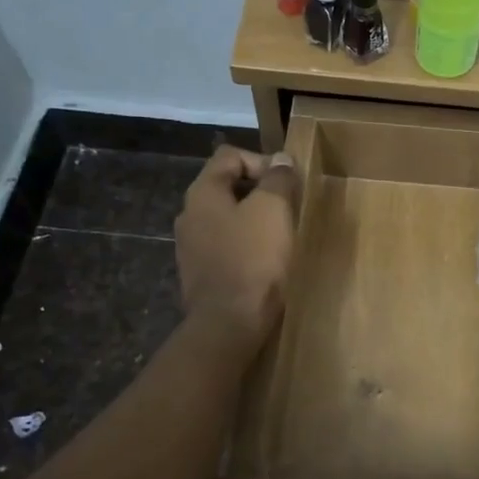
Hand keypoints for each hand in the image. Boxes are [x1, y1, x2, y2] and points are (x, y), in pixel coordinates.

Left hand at [174, 145, 299, 349]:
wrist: (229, 323)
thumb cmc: (253, 259)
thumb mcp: (273, 210)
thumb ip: (278, 179)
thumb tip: (281, 159)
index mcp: (203, 192)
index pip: (230, 156)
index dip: (262, 161)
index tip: (288, 183)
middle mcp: (189, 214)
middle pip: (226, 185)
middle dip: (260, 190)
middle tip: (289, 206)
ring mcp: (190, 246)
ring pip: (226, 217)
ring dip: (254, 218)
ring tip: (281, 234)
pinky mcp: (199, 273)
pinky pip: (225, 245)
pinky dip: (246, 244)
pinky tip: (265, 260)